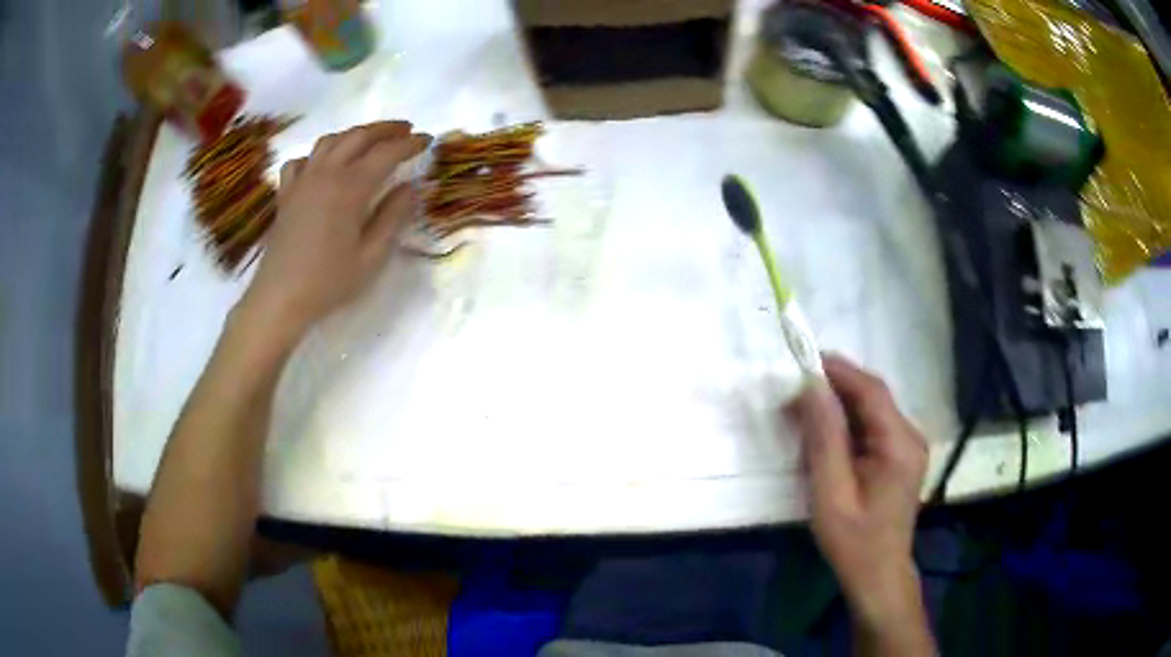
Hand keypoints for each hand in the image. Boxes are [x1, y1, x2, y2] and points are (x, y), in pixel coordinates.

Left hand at [237, 121, 430, 344]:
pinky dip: (317, 155)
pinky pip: (302, 160)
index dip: (409, 144)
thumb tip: (410, 187)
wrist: (280, 298)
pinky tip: (324, 165)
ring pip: (330, 141)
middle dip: (386, 128)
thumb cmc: (329, 282)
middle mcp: (326, 174)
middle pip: (358, 136)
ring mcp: (302, 180)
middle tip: (406, 130)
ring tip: (370, 140)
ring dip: (354, 134)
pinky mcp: (286, 193)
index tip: (428, 140)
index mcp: (350, 187)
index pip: (386, 153)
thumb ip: (393, 217)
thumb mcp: (371, 256)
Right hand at [787, 355, 931, 652]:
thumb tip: (812, 388)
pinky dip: (846, 425)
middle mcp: (910, 436)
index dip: (839, 371)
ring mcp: (908, 446)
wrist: (878, 574)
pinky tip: (824, 436)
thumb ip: (824, 439)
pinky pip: (872, 427)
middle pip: (873, 397)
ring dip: (838, 407)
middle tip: (794, 394)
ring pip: (871, 411)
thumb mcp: (831, 493)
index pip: (871, 391)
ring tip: (802, 413)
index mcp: (900, 443)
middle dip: (834, 389)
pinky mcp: (900, 456)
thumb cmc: (853, 540)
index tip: (804, 361)